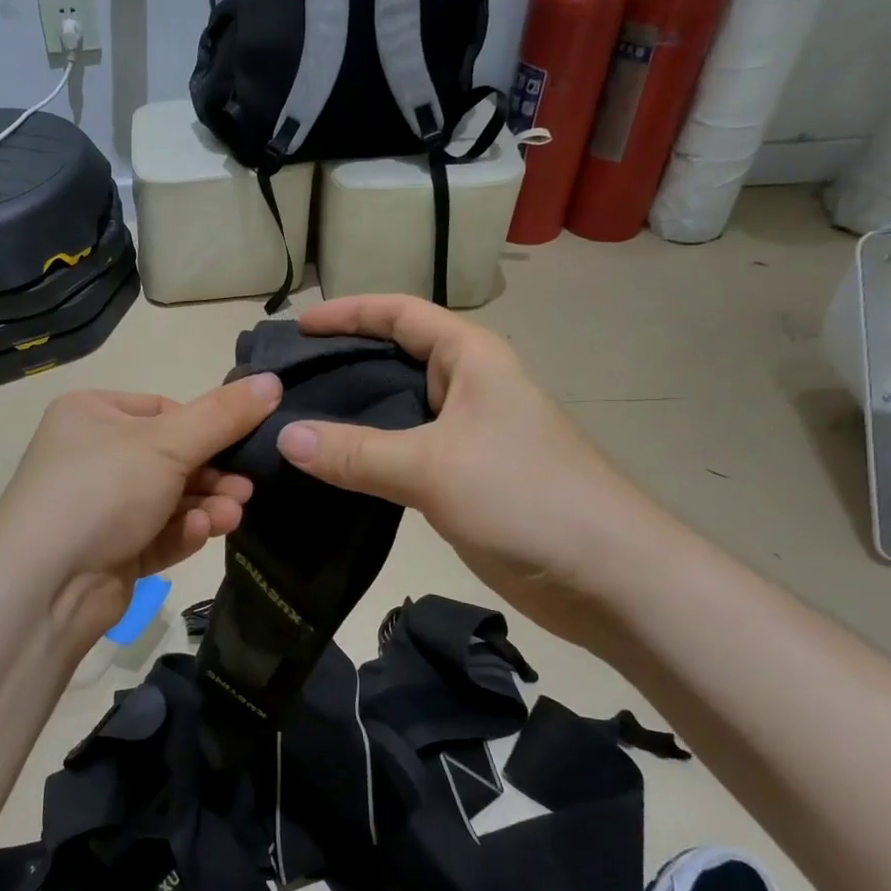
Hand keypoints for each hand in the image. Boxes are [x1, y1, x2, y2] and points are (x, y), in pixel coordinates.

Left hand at [0, 374, 283, 648]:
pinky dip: (181, 532)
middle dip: (212, 475)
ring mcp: (99, 507)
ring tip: (232, 515)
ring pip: (168, 499)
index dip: (205, 427)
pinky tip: (199, 533)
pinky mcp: (110, 551)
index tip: (241, 443)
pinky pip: (156, 533)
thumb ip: (223, 415)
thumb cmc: (102, 490)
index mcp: (92, 414)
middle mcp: (92, 455)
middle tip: (246, 489)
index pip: (163, 410)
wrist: (43, 586)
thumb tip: (272, 381)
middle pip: (170, 457)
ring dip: (204, 505)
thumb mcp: (168, 443)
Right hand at [273, 296, 672, 643]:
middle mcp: (467, 387)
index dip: (349, 312)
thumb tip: (283, 436)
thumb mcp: (433, 466)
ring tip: (292, 422)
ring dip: (349, 414)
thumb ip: (356, 452)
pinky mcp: (462, 479)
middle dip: (341, 363)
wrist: (607, 578)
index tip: (299, 328)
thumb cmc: (526, 496)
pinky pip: (401, 454)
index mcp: (471, 358)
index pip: (401, 314)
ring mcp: (466, 435)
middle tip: (283, 382)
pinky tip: (328, 469)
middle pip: (394, 359)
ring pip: (395, 412)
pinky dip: (364, 456)